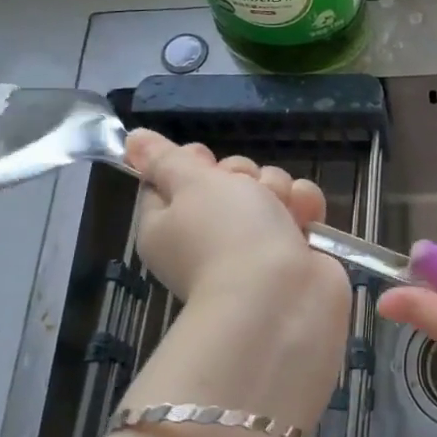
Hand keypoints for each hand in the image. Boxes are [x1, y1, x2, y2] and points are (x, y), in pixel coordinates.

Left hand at [120, 132, 351, 430]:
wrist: (282, 295)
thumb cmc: (227, 235)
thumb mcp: (191, 184)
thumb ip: (165, 158)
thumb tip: (131, 140)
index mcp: (168, 225)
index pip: (170, 181)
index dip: (189, 163)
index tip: (203, 159)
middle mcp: (208, 236)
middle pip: (225, 180)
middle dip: (242, 175)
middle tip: (245, 192)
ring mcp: (254, 244)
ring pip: (267, 189)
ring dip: (277, 190)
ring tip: (281, 209)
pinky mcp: (292, 250)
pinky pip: (297, 207)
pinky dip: (303, 207)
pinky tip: (305, 217)